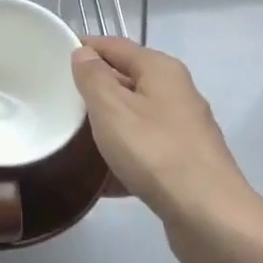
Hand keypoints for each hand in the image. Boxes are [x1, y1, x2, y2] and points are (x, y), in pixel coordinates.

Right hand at [70, 36, 255, 249]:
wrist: (210, 217)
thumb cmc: (155, 152)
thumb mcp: (111, 108)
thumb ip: (93, 77)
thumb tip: (84, 54)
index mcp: (161, 70)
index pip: (114, 46)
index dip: (84, 48)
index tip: (52, 59)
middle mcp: (176, 93)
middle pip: (126, 81)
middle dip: (92, 90)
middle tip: (56, 101)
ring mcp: (182, 130)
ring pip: (133, 118)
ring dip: (105, 127)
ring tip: (70, 140)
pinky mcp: (183, 164)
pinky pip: (143, 151)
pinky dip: (122, 159)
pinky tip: (98, 179)